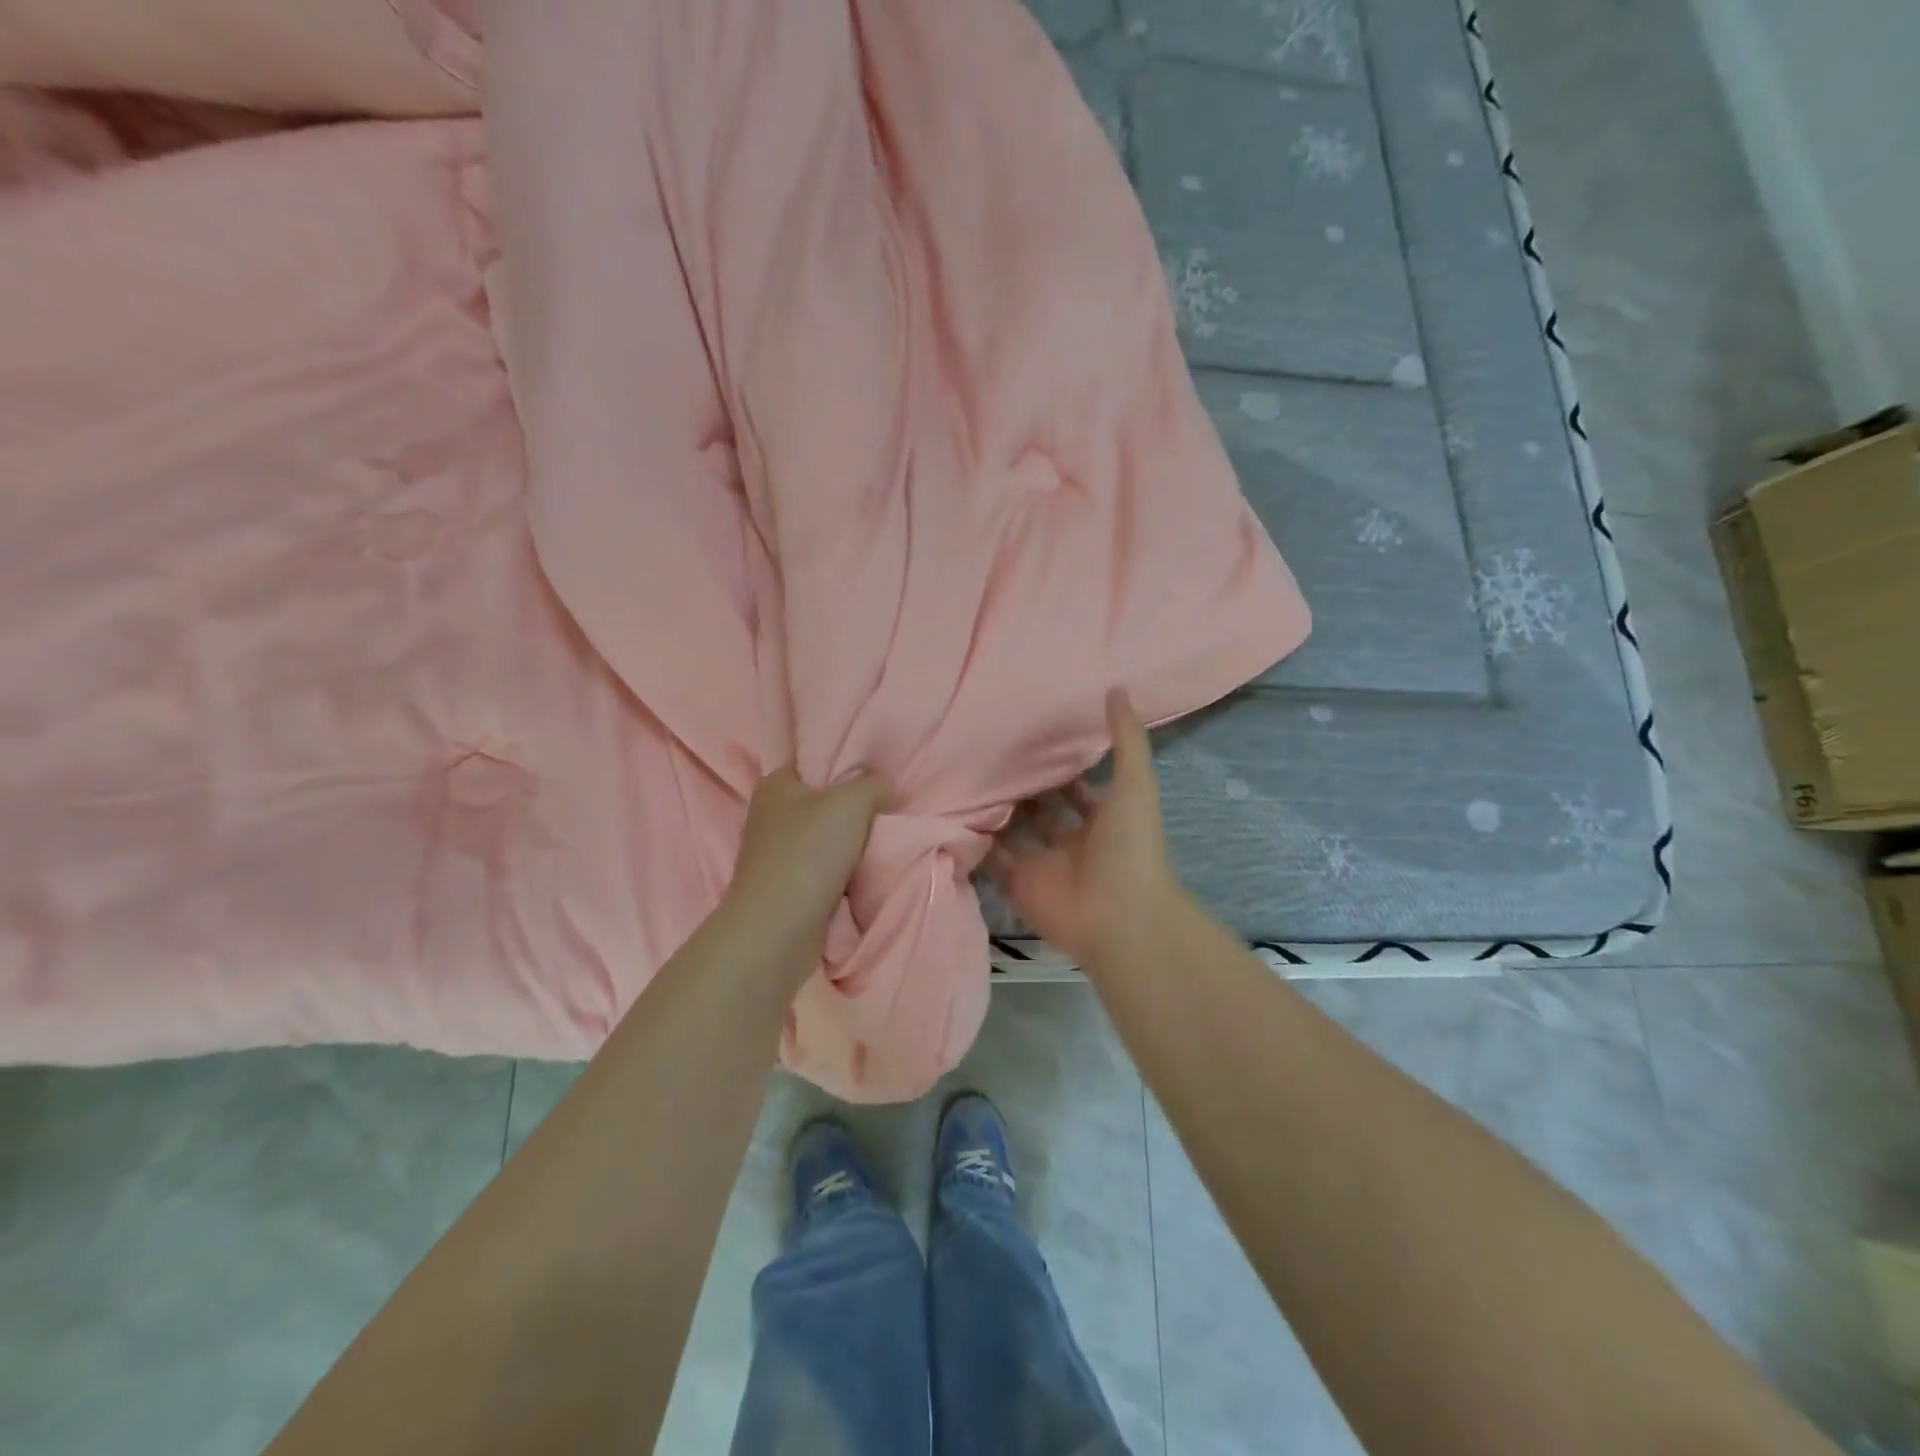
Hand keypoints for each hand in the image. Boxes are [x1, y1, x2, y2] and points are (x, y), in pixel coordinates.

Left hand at [720, 766, 890, 978]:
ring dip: (855, 846)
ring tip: (882, 847)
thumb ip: (874, 784)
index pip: (818, 762)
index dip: (851, 768)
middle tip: (888, 816)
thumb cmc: (809, 854)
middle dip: (858, 811)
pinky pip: (826, 870)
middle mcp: (771, 814)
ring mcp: (777, 853)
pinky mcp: (787, 886)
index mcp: (777, 783)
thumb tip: (883, 791)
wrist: (777, 931)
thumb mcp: (852, 802)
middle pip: (827, 802)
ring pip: (829, 839)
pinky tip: (865, 876)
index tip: (881, 783)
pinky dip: (846, 874)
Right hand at [988, 689, 1185, 967]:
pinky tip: (953, 811)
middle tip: (986, 752)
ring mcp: (1042, 863)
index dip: (1057, 766)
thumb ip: (1126, 739)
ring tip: (963, 774)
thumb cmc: (1130, 847)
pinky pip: (992, 859)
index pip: (1074, 788)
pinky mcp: (1017, 884)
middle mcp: (1069, 840)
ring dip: (996, 810)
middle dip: (1020, 785)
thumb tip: (1116, 687)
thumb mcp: (1136, 784)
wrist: (1119, 916)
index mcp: (1101, 819)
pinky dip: (977, 841)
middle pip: (1040, 808)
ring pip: (1013, 831)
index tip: (1029, 738)